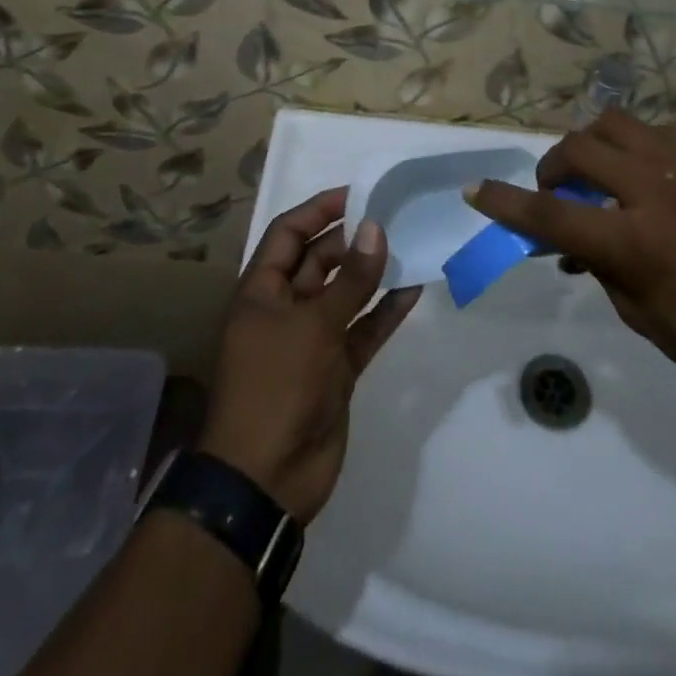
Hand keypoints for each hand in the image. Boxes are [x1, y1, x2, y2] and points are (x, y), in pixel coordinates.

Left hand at [198, 188, 421, 524]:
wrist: (266, 481)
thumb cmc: (276, 387)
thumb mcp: (313, 326)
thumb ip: (350, 279)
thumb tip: (375, 229)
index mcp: (262, 291)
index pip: (289, 233)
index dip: (320, 210)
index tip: (359, 193)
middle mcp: (285, 308)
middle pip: (320, 259)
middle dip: (353, 238)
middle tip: (395, 217)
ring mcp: (312, 340)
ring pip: (346, 293)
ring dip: (374, 272)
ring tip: (410, 244)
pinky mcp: (336, 368)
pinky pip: (364, 329)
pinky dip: (386, 311)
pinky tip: (414, 288)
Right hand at [469, 110, 675, 393]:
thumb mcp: (635, 310)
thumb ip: (594, 263)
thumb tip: (568, 238)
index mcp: (632, 241)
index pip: (548, 214)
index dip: (505, 201)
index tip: (476, 190)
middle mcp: (655, 190)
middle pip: (579, 150)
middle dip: (553, 167)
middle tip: (557, 188)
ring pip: (617, 123)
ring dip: (594, 144)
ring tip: (602, 169)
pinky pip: (662, 130)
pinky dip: (642, 145)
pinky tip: (651, 169)